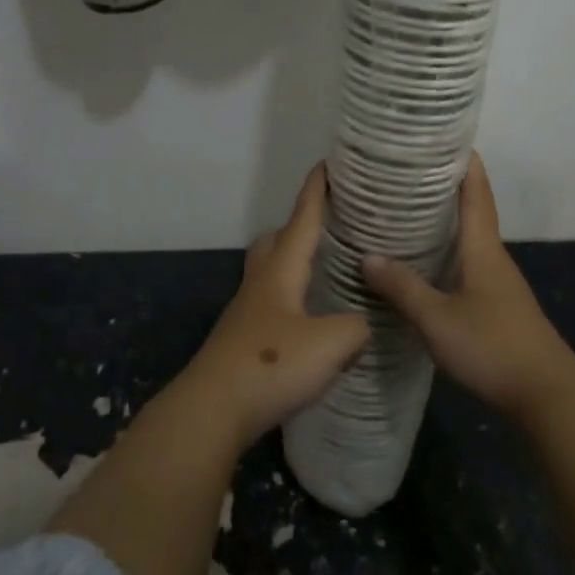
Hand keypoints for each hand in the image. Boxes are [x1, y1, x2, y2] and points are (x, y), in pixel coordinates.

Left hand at [184, 165, 369, 448]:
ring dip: (294, 264)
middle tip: (330, 227)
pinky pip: (271, 304)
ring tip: (324, 273)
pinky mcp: (244, 340)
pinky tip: (309, 322)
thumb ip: (356, 328)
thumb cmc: (271, 365)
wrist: (212, 410)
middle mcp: (261, 283)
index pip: (302, 218)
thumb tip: (362, 325)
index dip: (316, 191)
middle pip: (277, 241)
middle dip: (300, 226)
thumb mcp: (331, 344)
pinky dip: (292, 299)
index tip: (327, 164)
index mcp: (281, 270)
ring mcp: (247, 312)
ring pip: (271, 272)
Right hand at [363, 153, 572, 418]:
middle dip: (444, 186)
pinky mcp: (497, 305)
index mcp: (482, 248)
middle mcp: (493, 257)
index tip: (443, 137)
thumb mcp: (437, 319)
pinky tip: (424, 263)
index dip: (464, 161)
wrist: (547, 396)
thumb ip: (403, 288)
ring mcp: (498, 282)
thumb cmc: (492, 347)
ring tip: (406, 211)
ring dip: (444, 220)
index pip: (476, 191)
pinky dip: (447, 251)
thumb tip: (368, 255)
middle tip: (407, 171)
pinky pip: (468, 264)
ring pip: (469, 239)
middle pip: (472, 209)